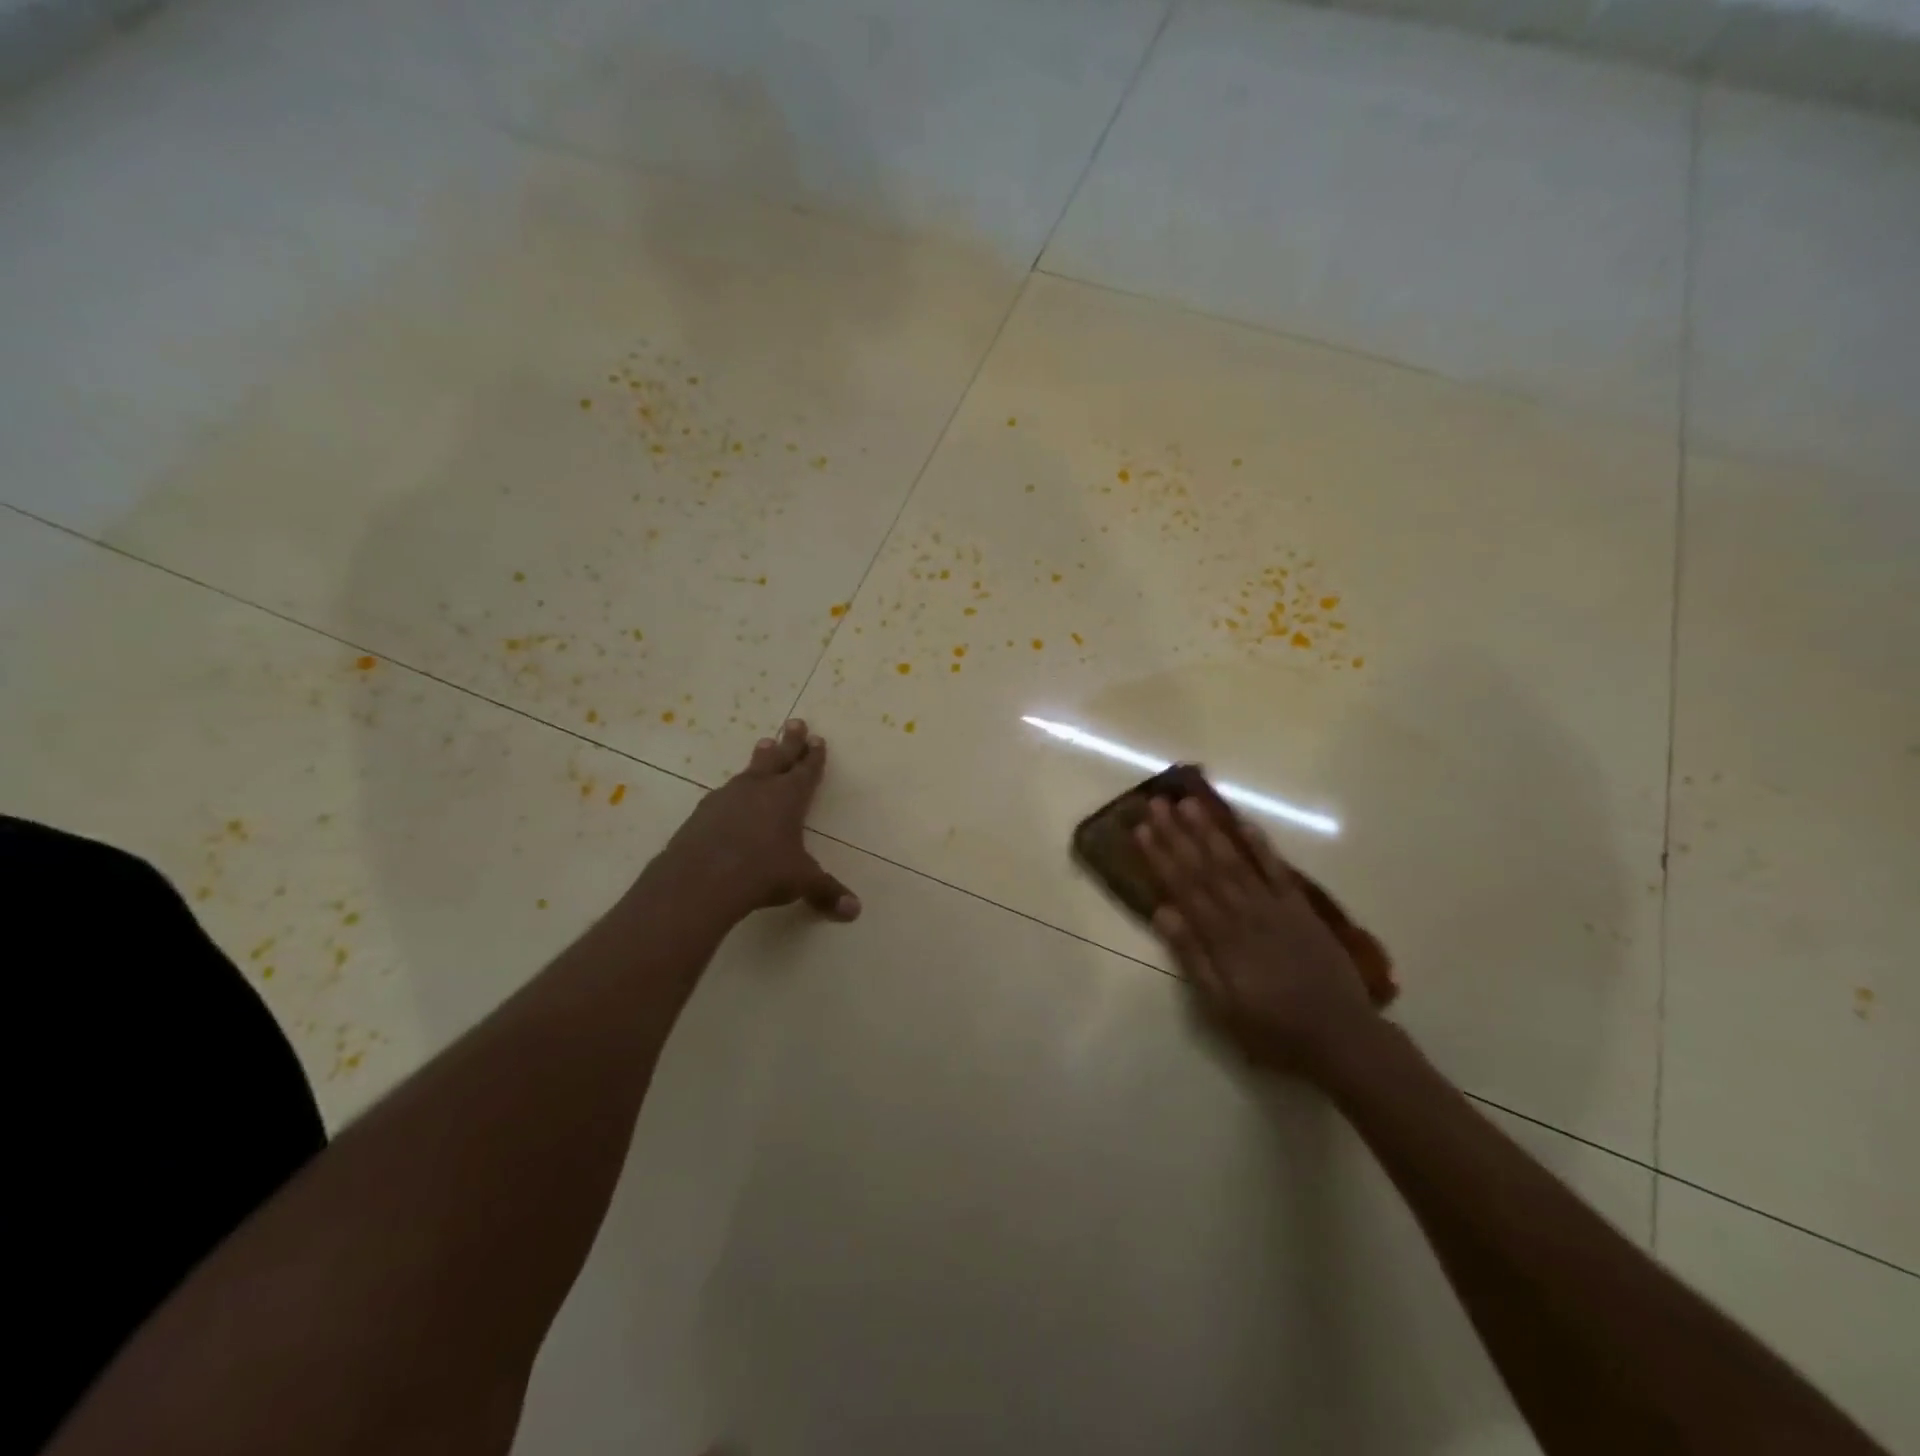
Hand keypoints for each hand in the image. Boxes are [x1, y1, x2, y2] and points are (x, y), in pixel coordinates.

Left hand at [653, 719, 860, 925]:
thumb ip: (826, 892)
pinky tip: (730, 794)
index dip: (814, 756)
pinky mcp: (703, 812)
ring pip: (750, 771)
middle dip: (789, 742)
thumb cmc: (761, 873)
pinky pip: (724, 793)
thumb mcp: (801, 882)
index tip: (818, 739)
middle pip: (778, 758)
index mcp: (788, 798)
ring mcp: (727, 797)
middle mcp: (759, 789)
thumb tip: (854, 911)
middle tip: (795, 722)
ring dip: (760, 758)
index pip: (806, 771)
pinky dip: (734, 790)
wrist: (700, 879)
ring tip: (764, 744)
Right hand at [1137, 796, 1376, 1076]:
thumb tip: (1163, 911)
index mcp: (1221, 938)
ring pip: (1236, 861)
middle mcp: (1245, 913)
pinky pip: (1276, 869)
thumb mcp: (1221, 1006)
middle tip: (1157, 804)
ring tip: (1189, 803)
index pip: (1183, 888)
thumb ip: (1192, 957)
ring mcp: (1275, 907)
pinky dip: (1259, 844)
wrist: (1342, 1038)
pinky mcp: (1300, 908)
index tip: (1141, 829)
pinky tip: (1243, 823)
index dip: (1160, 857)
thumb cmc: (1272, 1029)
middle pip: (1205, 866)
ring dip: (1210, 830)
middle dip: (1178, 834)